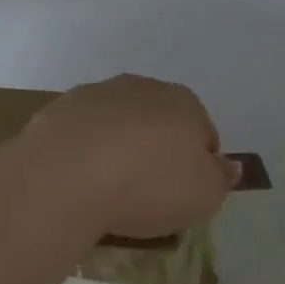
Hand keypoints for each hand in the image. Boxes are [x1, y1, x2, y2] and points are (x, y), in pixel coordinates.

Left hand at [23, 74, 239, 239]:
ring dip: (116, 149)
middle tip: (147, 195)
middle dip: (155, 151)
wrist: (65, 175)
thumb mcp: (205, 195)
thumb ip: (221, 178)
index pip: (203, 132)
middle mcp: (140, 87)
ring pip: (116, 125)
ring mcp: (94, 95)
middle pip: (157, 122)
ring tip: (108, 192)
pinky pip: (80, 136)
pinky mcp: (56, 110)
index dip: (198, 166)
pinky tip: (78, 183)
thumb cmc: (149, 185)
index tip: (184, 195)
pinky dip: (82, 155)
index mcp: (183, 102)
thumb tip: (228, 165)